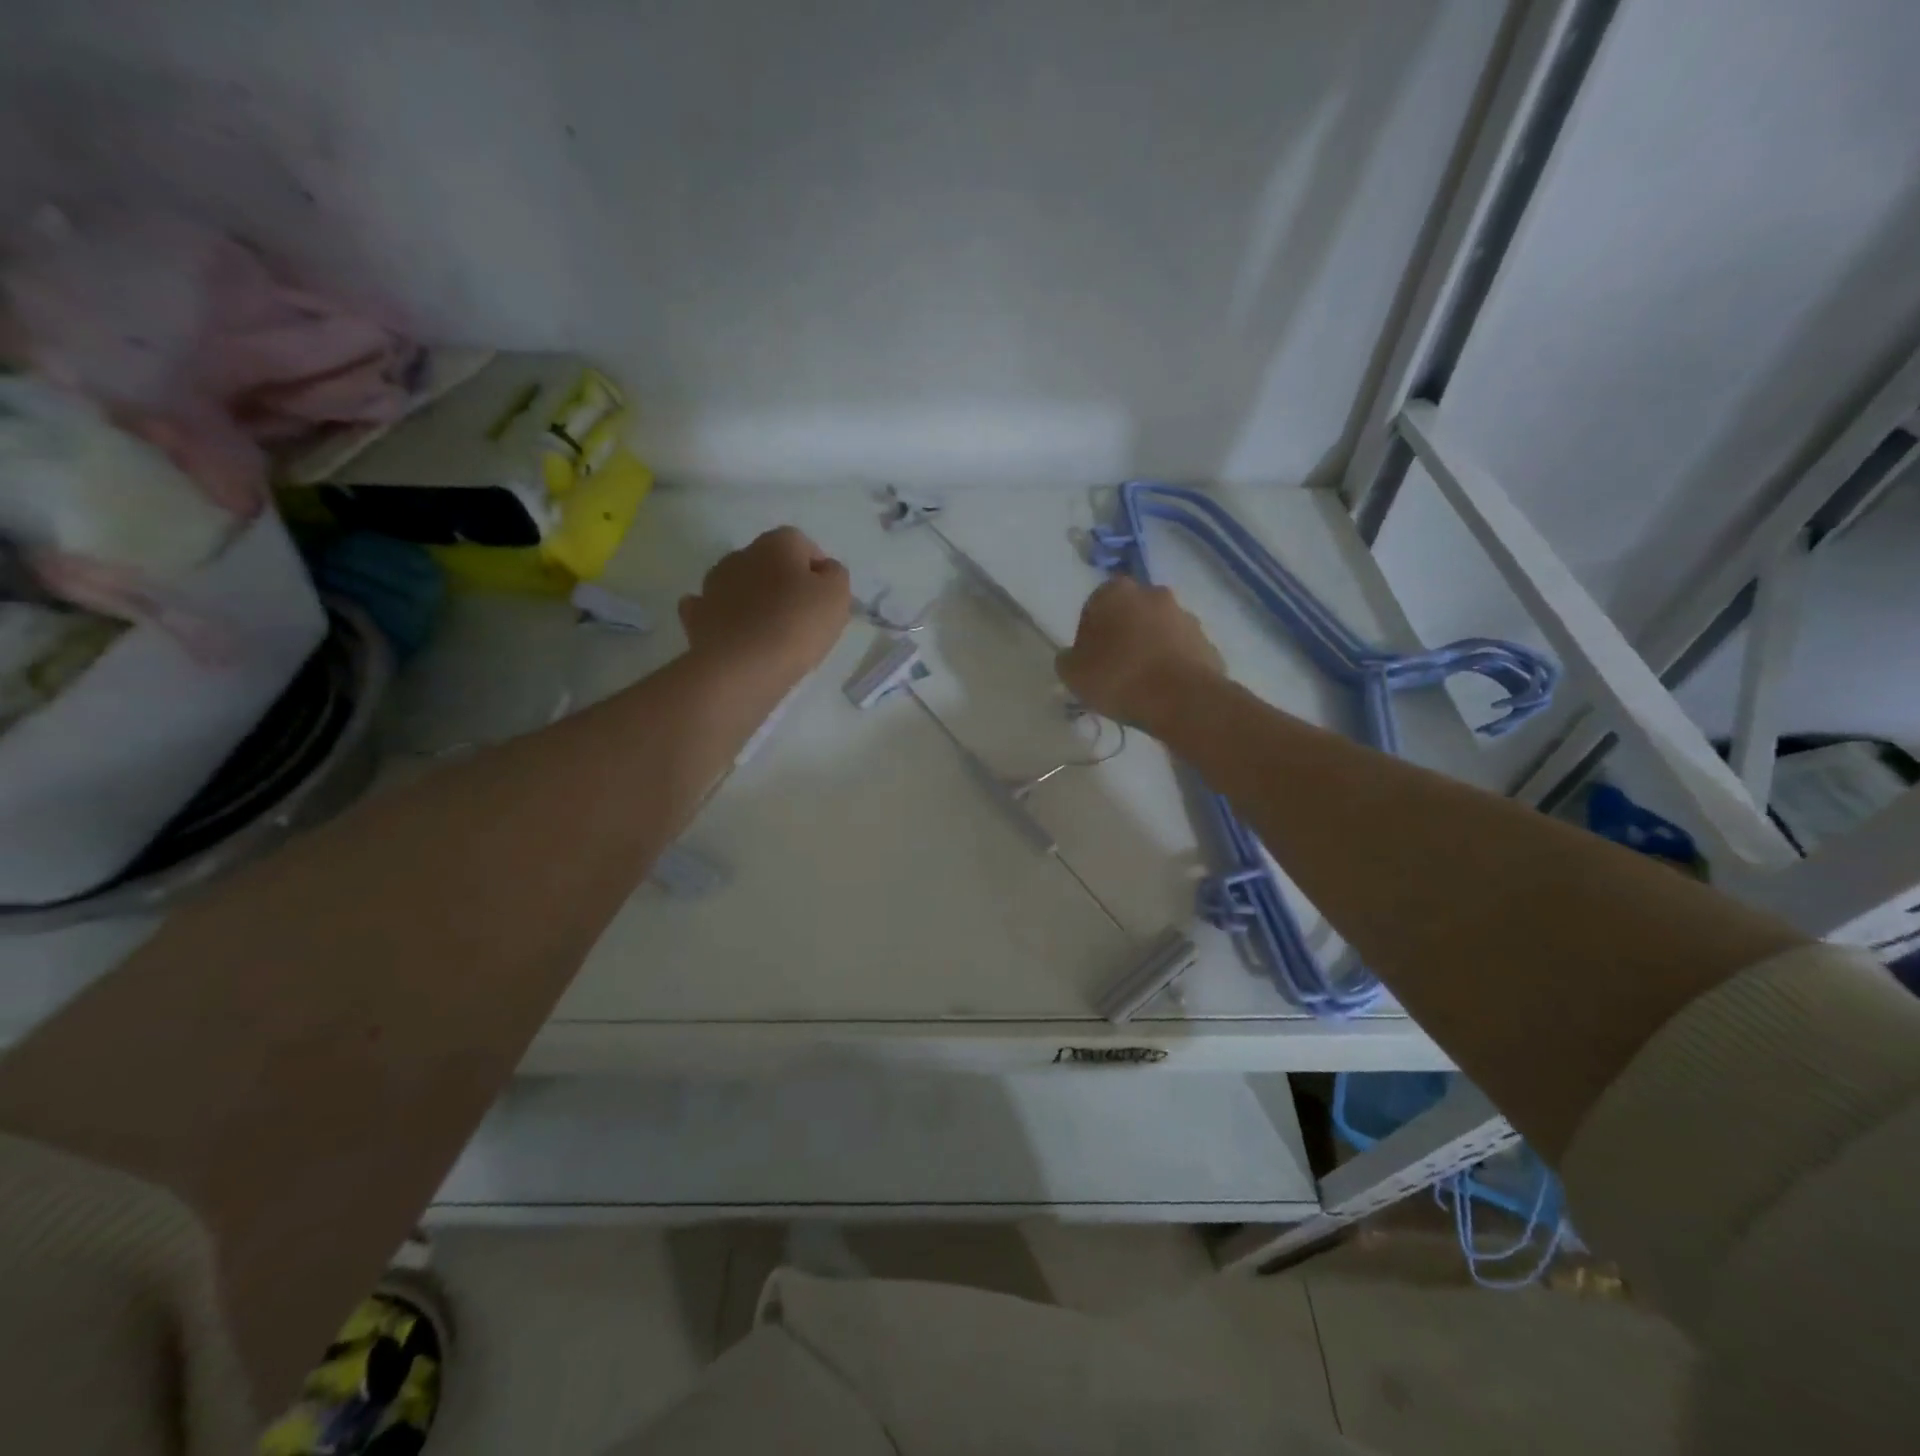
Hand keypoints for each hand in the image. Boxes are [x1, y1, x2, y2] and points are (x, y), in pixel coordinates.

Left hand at [679, 526, 851, 686]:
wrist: (740, 667)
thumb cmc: (796, 625)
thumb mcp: (837, 596)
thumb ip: (835, 575)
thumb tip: (823, 570)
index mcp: (777, 543)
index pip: (803, 545)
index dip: (818, 571)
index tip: (826, 600)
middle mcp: (740, 555)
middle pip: (769, 564)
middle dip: (784, 584)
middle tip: (801, 618)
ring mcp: (712, 585)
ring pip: (740, 585)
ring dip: (754, 600)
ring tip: (771, 633)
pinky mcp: (696, 616)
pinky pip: (714, 610)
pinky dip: (725, 618)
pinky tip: (736, 635)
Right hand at [1056, 576, 1224, 729]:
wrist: (1183, 700)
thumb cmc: (1119, 678)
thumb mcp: (1073, 674)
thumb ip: (1067, 659)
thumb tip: (1073, 656)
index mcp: (1115, 592)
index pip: (1094, 607)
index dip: (1089, 634)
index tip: (1089, 660)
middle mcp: (1153, 594)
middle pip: (1130, 614)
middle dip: (1122, 636)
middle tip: (1113, 669)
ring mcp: (1185, 616)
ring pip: (1158, 630)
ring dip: (1149, 648)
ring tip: (1141, 684)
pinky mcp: (1207, 641)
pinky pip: (1180, 650)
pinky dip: (1171, 663)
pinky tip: (1163, 690)